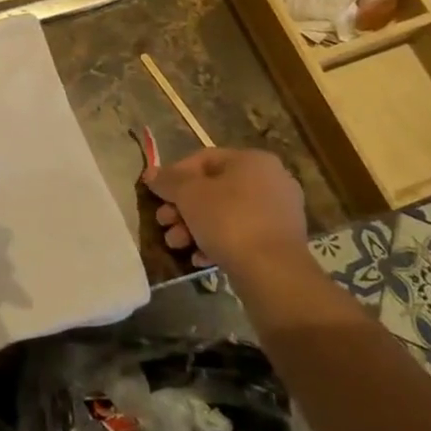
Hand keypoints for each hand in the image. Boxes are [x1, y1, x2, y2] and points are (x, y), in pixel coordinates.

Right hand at [142, 147, 308, 278]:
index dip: (174, 175)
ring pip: (225, 214)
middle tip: (163, 222)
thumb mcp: (189, 195)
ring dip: (194, 227)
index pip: (203, 159)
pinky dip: (217, 242)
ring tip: (176, 244)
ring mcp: (279, 213)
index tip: (157, 194)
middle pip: (213, 189)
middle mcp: (271, 181)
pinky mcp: (280, 242)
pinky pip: (241, 234)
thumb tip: (151, 174)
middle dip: (182, 207)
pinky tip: (199, 258)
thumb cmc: (228, 220)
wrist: (273, 272)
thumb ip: (168, 181)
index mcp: (252, 160)